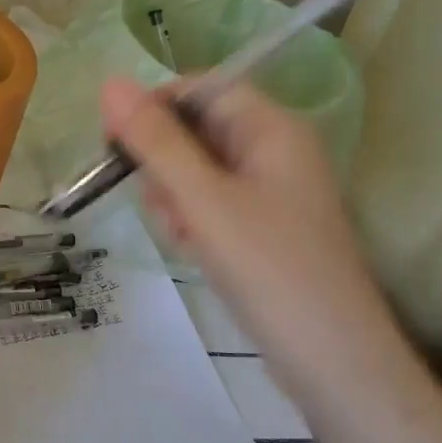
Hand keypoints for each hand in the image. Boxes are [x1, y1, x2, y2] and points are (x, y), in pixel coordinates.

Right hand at [100, 76, 409, 397]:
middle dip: (165, 166)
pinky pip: (210, 205)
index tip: (117, 143)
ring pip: (195, 172)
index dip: (154, 107)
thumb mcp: (202, 200)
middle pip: (194, 131)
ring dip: (174, 199)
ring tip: (186, 238)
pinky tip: (195, 252)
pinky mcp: (261, 227)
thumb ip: (155, 141)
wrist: (330, 359)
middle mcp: (273, 151)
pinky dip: (192, 222)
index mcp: (271, 128)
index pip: (200, 88)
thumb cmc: (268, 268)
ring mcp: (269, 191)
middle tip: (165, 207)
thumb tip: (110, 83)